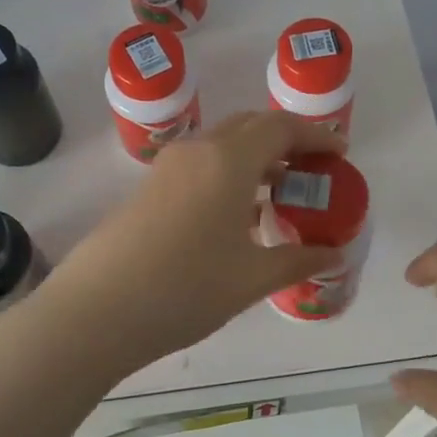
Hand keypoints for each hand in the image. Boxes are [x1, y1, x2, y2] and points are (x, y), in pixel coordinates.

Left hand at [45, 111, 345, 374]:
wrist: (97, 310)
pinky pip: (201, 165)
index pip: (281, 127)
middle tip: (313, 170)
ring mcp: (168, 167)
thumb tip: (333, 254)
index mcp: (229, 160)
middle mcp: (198, 151)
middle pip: (251, 126)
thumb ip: (298, 260)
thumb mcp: (251, 278)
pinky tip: (238, 214)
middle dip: (287, 140)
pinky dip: (229, 174)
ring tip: (282, 192)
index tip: (339, 154)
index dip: (315, 135)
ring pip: (223, 145)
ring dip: (256, 158)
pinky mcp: (149, 188)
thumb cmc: (185, 289)